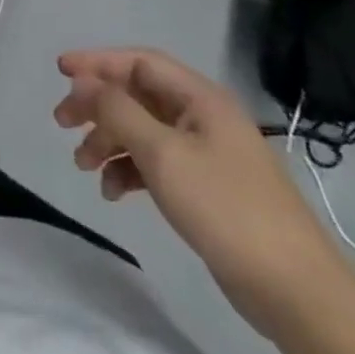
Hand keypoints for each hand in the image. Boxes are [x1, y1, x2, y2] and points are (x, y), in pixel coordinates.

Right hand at [54, 48, 354, 341]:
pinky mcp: (206, 187)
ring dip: (108, 141)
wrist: (294, 291)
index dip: (98, 63)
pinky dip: (129, 171)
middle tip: (61, 122)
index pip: (140, 63)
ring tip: (82, 165)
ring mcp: (207, 154)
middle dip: (97, 106)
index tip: (60, 71)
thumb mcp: (162, 153)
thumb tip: (85, 81)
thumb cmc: (225, 208)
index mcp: (201, 99)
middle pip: (138, 96)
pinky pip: (156, 164)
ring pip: (142, 131)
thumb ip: (118, 111)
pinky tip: (112, 193)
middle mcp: (204, 118)